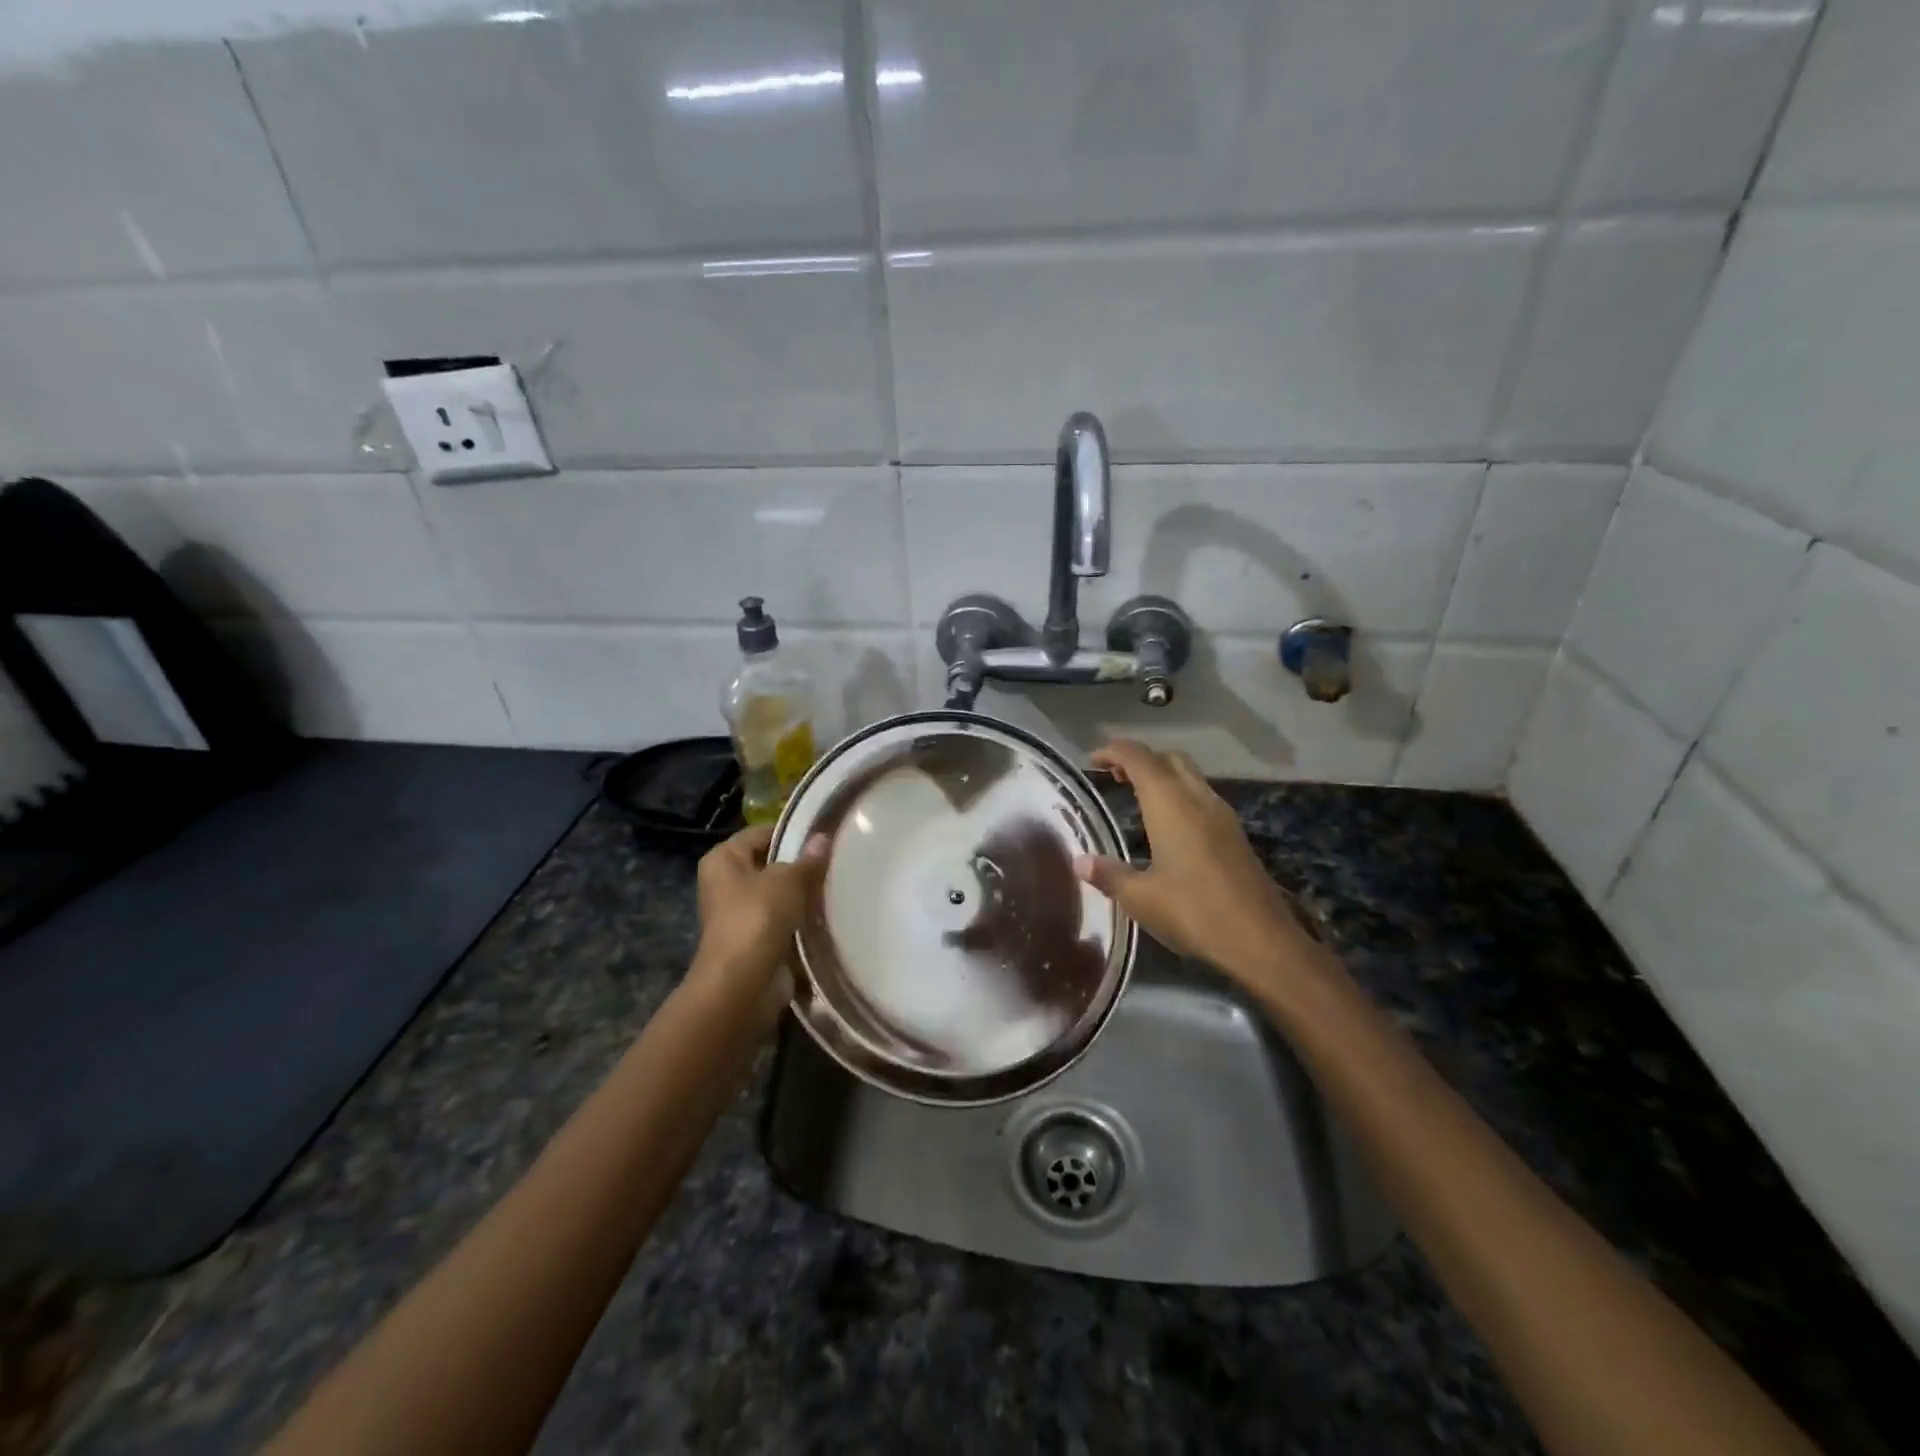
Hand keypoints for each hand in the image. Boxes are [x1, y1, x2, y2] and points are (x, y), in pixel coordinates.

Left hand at [688, 824, 826, 1012]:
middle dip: (799, 864)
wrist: (743, 982)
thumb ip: (808, 860)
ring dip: (802, 894)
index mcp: (723, 859)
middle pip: (769, 864)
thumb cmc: (758, 917)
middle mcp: (725, 883)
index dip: (791, 831)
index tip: (824, 833)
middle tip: (835, 858)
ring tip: (837, 883)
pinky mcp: (755, 940)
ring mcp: (739, 914)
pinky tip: (828, 913)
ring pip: (778, 894)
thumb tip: (823, 838)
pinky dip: (801, 919)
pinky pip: (783, 920)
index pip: (761, 833)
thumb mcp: (789, 880)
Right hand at [1075, 740, 1316, 987]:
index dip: (1113, 750)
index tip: (1092, 759)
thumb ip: (1109, 874)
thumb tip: (1080, 861)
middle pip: (1168, 759)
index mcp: (1170, 804)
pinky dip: (1179, 796)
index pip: (1139, 758)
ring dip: (1162, 776)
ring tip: (1136, 797)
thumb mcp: (1141, 898)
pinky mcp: (1235, 835)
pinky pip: (1201, 797)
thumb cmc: (1194, 912)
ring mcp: (1222, 816)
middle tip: (1114, 776)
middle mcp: (1198, 799)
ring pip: (1189, 776)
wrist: (1262, 940)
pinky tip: (1168, 826)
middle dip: (1140, 759)